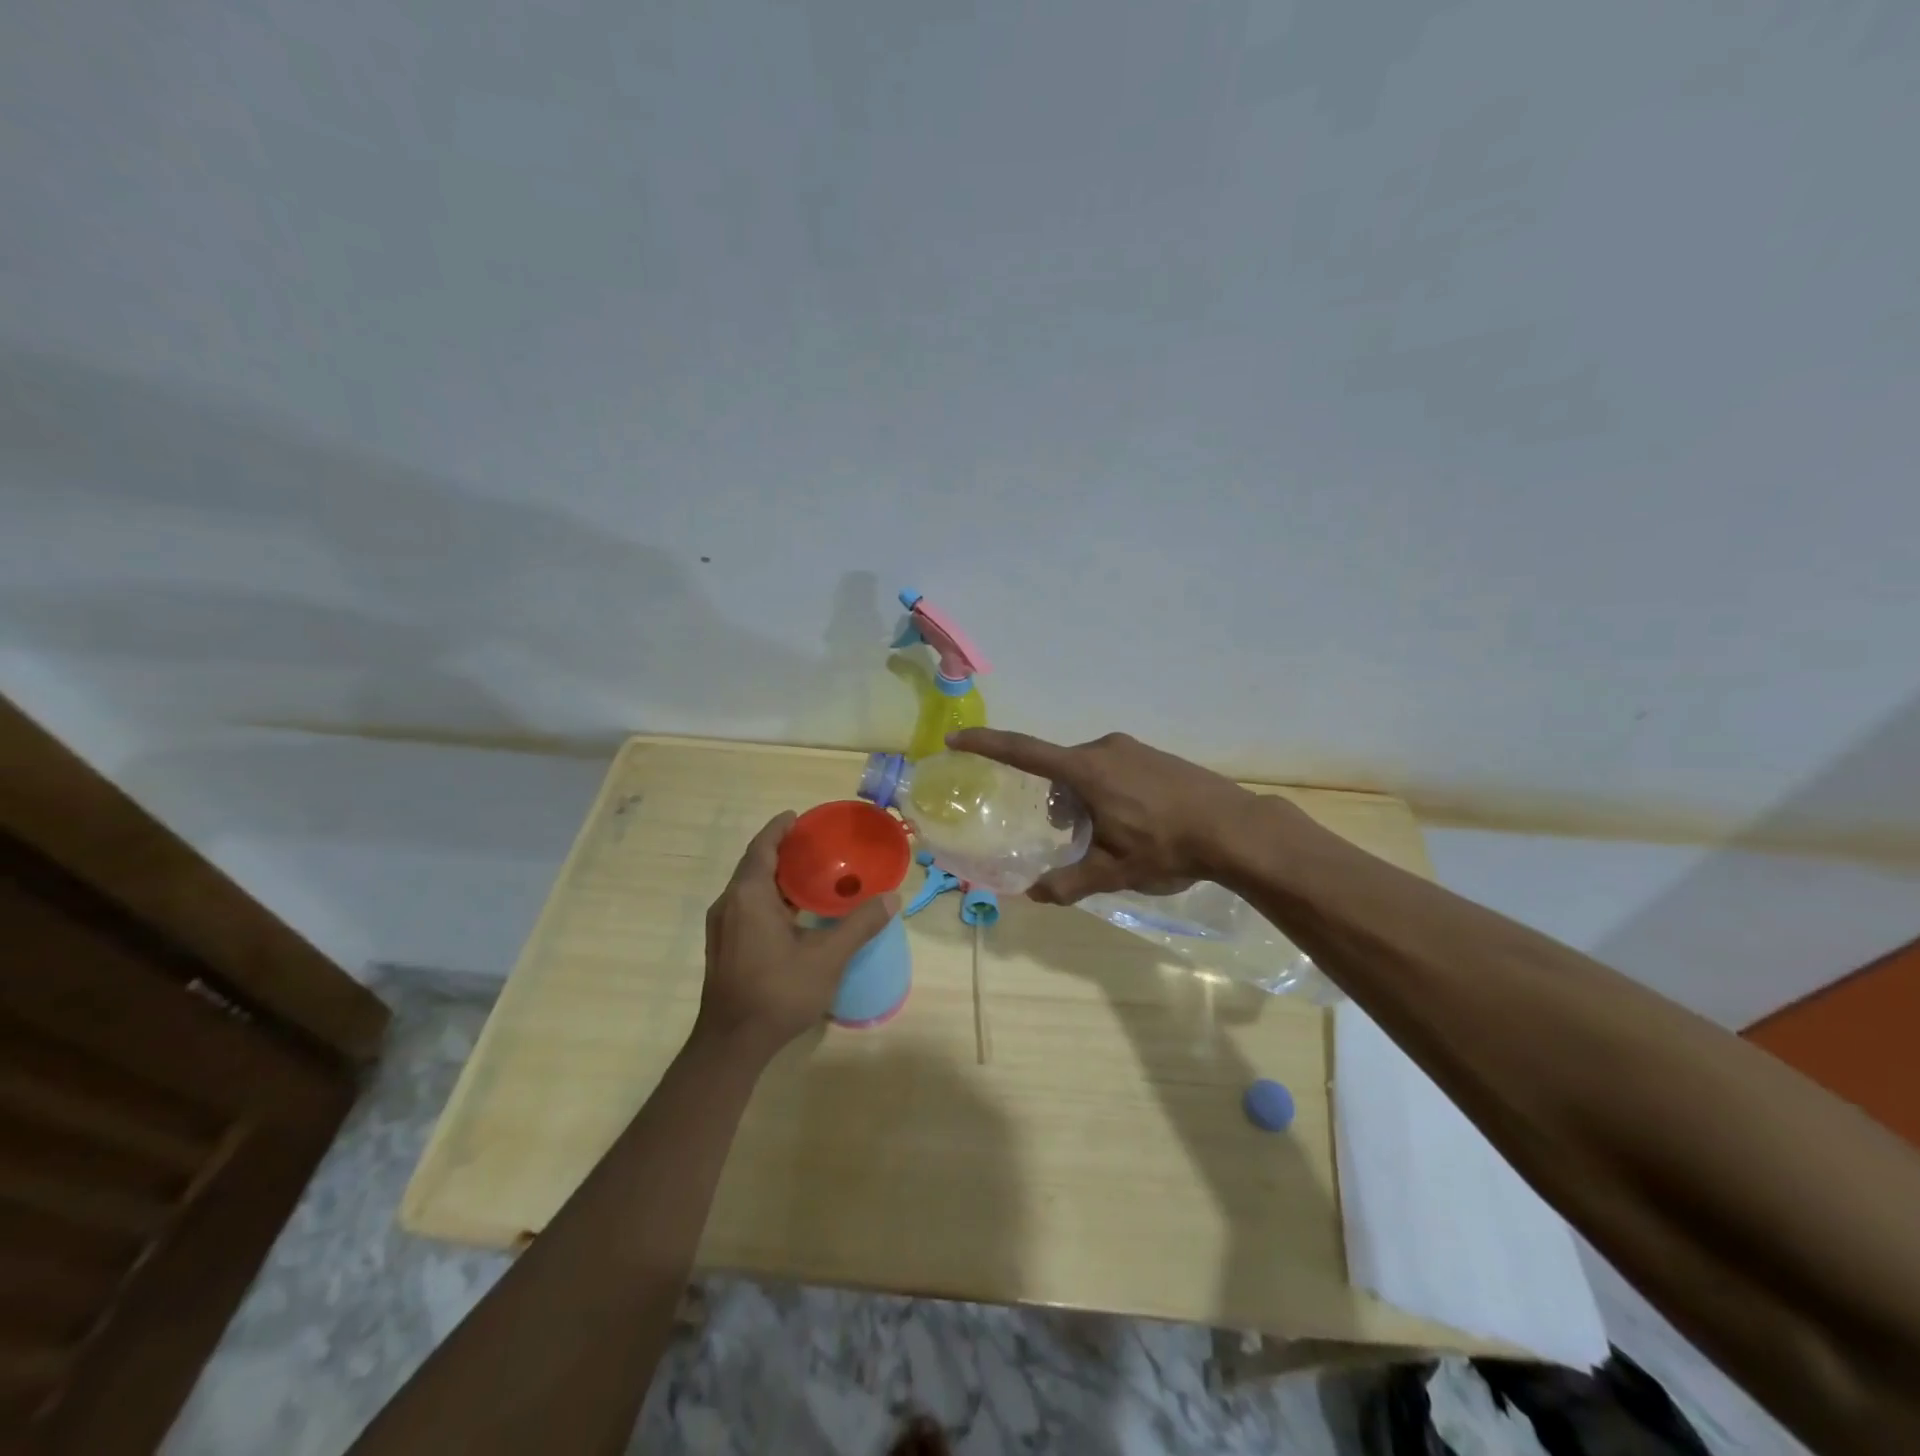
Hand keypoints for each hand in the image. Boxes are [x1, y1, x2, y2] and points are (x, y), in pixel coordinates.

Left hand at [696, 812, 899, 1059]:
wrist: (732, 1043)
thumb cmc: (778, 992)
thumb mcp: (827, 957)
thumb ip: (859, 925)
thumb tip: (891, 899)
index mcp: (749, 896)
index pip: (762, 847)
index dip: (780, 829)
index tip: (799, 817)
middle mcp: (729, 904)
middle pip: (755, 864)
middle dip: (782, 850)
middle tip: (816, 844)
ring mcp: (722, 927)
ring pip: (750, 888)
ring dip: (776, 876)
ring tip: (811, 873)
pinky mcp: (724, 946)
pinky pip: (747, 906)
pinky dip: (770, 897)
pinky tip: (795, 911)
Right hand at [949, 729, 1260, 903]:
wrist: (1236, 829)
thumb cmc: (1165, 846)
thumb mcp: (1112, 872)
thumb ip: (1069, 882)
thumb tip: (1034, 896)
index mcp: (1085, 771)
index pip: (1022, 752)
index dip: (985, 744)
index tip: (955, 738)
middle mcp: (1104, 749)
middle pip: (1059, 771)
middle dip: (1056, 803)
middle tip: (1074, 839)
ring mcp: (1133, 748)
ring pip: (1088, 771)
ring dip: (1083, 800)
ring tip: (1110, 837)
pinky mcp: (1155, 755)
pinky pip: (1114, 768)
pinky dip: (1107, 792)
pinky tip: (1136, 823)